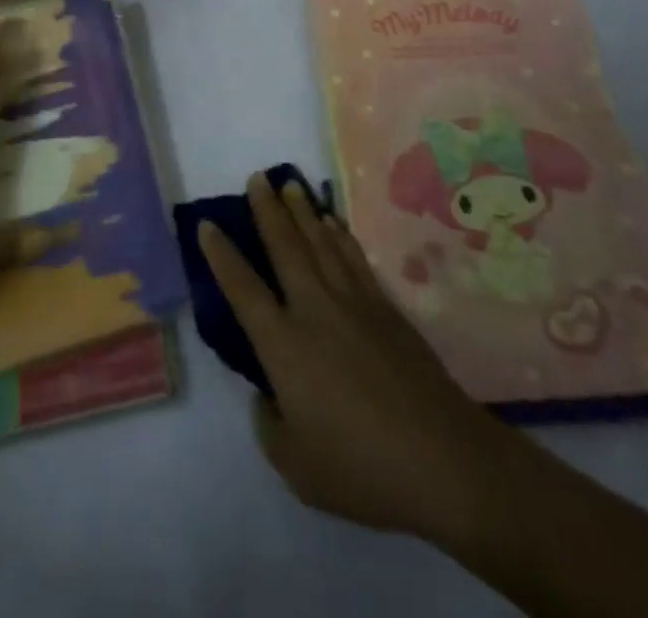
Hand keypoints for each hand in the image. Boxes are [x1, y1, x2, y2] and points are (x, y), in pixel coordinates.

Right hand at [199, 176, 530, 547]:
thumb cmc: (360, 468)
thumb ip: (271, 426)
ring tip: (290, 184)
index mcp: (283, 346)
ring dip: (302, 211)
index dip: (221, 256)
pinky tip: (332, 222)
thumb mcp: (296, 467)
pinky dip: (339, 235)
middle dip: (267, 210)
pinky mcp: (385, 307)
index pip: (242, 290)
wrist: (440, 457)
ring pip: (320, 243)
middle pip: (284, 247)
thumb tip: (268, 397)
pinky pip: (354, 258)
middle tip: (257, 177)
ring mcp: (353, 302)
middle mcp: (313, 309)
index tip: (207, 224)